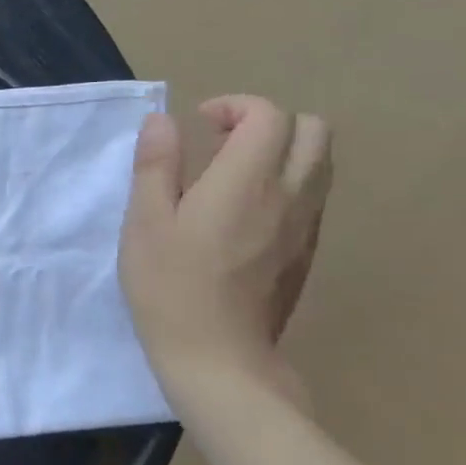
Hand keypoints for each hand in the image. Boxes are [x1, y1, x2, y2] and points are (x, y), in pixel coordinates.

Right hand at [119, 95, 331, 413]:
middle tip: (222, 142)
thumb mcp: (144, 221)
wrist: (218, 358)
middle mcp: (290, 196)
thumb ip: (155, 165)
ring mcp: (306, 227)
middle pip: (313, 131)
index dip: (235, 106)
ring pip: (321, 163)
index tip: (199, 125)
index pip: (270, 116)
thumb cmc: (169, 286)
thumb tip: (163, 120)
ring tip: (232, 174)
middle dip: (269, 122)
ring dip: (283, 151)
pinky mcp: (308, 253)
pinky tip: (244, 212)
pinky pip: (313, 197)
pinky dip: (287, 183)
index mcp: (246, 182)